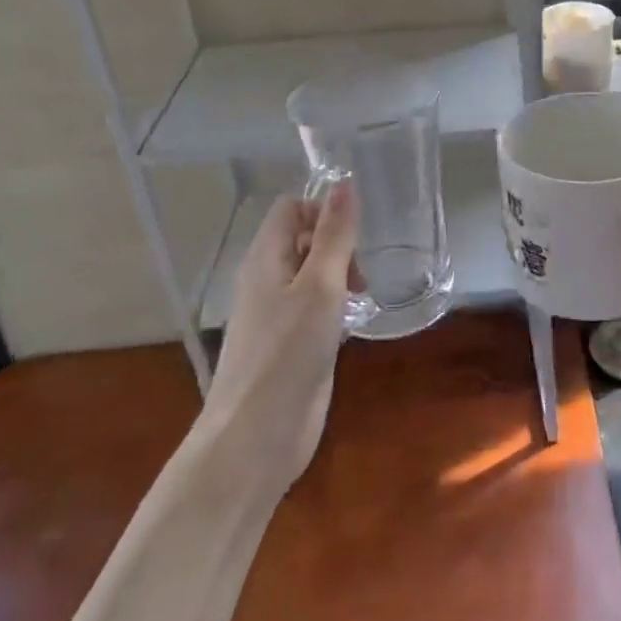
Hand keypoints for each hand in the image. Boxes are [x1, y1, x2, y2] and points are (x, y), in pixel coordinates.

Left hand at [202, 183, 359, 489]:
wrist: (255, 437)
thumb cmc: (286, 354)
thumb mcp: (319, 286)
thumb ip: (334, 235)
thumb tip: (344, 183)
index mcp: (265, 259)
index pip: (291, 208)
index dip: (323, 209)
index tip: (355, 234)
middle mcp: (268, 280)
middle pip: (303, 238)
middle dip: (338, 244)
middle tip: (362, 272)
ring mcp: (278, 315)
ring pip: (313, 275)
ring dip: (342, 275)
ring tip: (364, 296)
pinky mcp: (291, 345)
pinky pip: (316, 308)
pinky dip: (338, 305)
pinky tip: (355, 324)